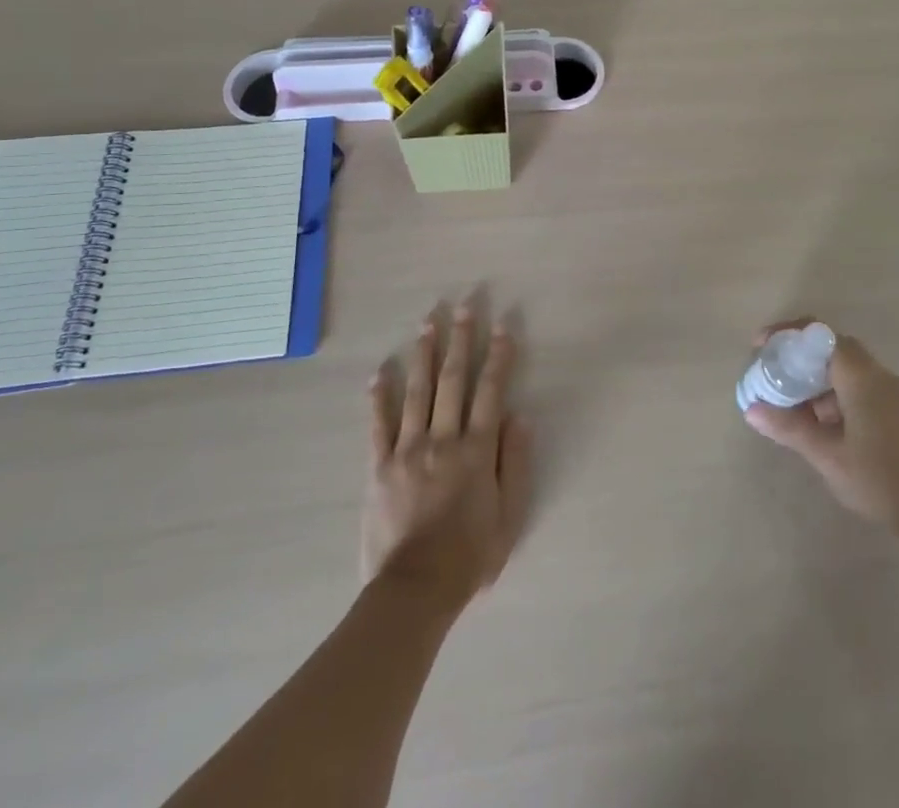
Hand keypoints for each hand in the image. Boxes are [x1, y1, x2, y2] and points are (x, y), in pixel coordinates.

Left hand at [362, 308, 533, 607]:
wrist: (414, 592)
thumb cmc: (469, 556)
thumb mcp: (510, 516)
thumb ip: (516, 463)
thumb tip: (520, 416)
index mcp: (477, 450)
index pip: (491, 391)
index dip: (498, 356)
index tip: (503, 327)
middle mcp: (443, 440)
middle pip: (453, 380)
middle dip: (461, 340)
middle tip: (463, 307)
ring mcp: (407, 451)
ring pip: (417, 392)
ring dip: (424, 354)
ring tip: (428, 323)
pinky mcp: (379, 467)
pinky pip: (378, 425)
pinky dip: (378, 397)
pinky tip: (379, 371)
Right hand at [743, 324, 898, 539]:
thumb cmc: (877, 478)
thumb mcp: (826, 454)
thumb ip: (788, 427)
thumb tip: (751, 409)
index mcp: (860, 375)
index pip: (818, 334)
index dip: (787, 333)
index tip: (761, 347)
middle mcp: (876, 373)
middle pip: (829, 346)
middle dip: (796, 355)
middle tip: (770, 372)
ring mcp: (888, 391)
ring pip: (842, 367)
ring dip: (812, 376)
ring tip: (785, 400)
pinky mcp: (893, 409)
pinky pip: (854, 384)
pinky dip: (829, 392)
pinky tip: (814, 421)